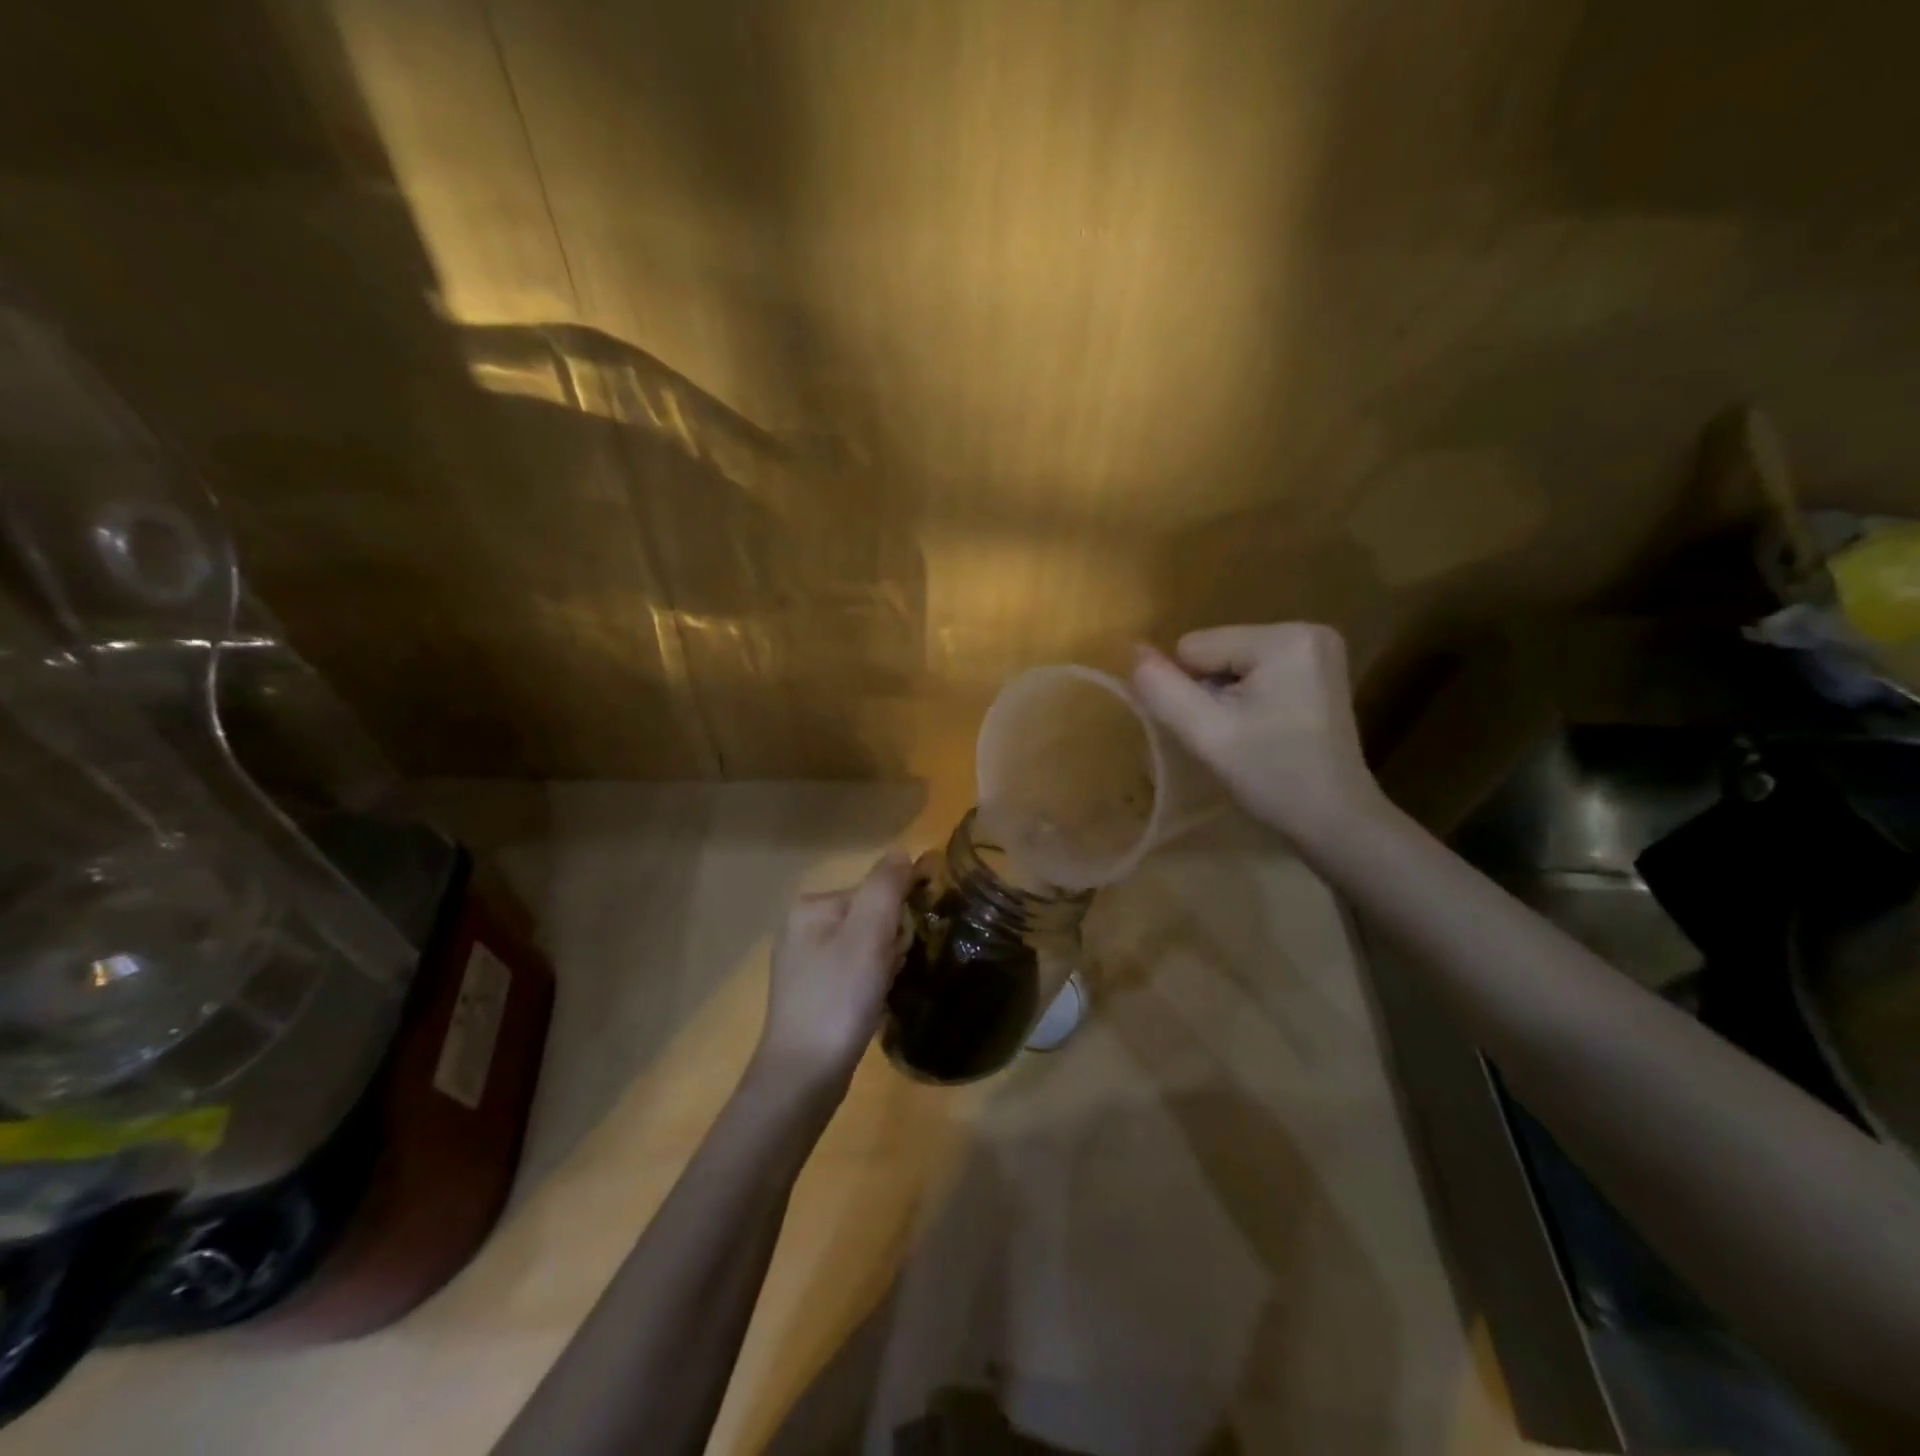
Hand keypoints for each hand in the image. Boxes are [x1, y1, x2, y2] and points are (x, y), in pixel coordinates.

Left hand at [755, 850, 913, 1094]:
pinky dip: (869, 986)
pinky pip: (854, 973)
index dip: (896, 918)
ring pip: (866, 947)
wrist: (803, 1076)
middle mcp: (802, 927)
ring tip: (878, 994)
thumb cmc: (839, 998)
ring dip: (883, 966)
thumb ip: (886, 887)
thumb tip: (901, 852)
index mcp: (811, 906)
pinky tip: (869, 1007)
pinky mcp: (812, 994)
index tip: (897, 948)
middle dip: (890, 943)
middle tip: (886, 974)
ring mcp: (805, 963)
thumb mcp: (869, 934)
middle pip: (870, 918)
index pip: (874, 891)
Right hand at [1131, 622, 1383, 844]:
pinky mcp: (1317, 668)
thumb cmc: (1272, 778)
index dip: (1191, 691)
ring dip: (1226, 698)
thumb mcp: (1206, 734)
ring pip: (1230, 663)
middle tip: (1235, 736)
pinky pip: (1254, 671)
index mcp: (1283, 638)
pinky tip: (1265, 728)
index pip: (1194, 647)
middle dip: (1211, 693)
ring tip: (1250, 735)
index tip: (1220, 728)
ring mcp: (1316, 648)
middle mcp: (1305, 629)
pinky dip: (1247, 699)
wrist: (1336, 821)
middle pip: (1214, 651)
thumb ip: (1162, 689)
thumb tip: (1133, 651)